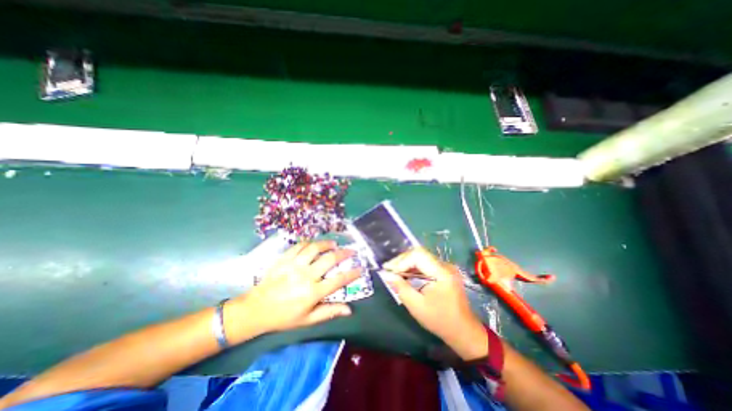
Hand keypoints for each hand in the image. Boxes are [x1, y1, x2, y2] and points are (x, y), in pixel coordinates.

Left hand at [223, 240, 359, 342]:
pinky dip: (309, 243)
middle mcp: (306, 276)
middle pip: (330, 259)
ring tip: (334, 244)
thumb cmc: (284, 316)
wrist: (256, 309)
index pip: (338, 280)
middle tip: (351, 250)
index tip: (360, 268)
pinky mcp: (284, 259)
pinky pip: (300, 246)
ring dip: (327, 244)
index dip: (352, 273)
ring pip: (315, 248)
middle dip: (344, 253)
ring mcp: (294, 265)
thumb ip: (329, 312)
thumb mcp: (308, 319)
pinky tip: (314, 244)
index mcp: (313, 292)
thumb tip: (349, 310)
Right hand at [380, 247, 488, 359]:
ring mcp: (446, 268)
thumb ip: (401, 288)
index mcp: (442, 273)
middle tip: (388, 270)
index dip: (401, 261)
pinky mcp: (444, 272)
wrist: (463, 331)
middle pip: (419, 253)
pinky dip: (414, 268)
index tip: (389, 270)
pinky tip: (406, 274)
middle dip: (402, 260)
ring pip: (422, 257)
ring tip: (394, 272)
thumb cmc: (440, 321)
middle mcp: (445, 266)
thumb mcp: (416, 306)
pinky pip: (426, 264)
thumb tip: (387, 275)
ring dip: (406, 263)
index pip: (418, 255)